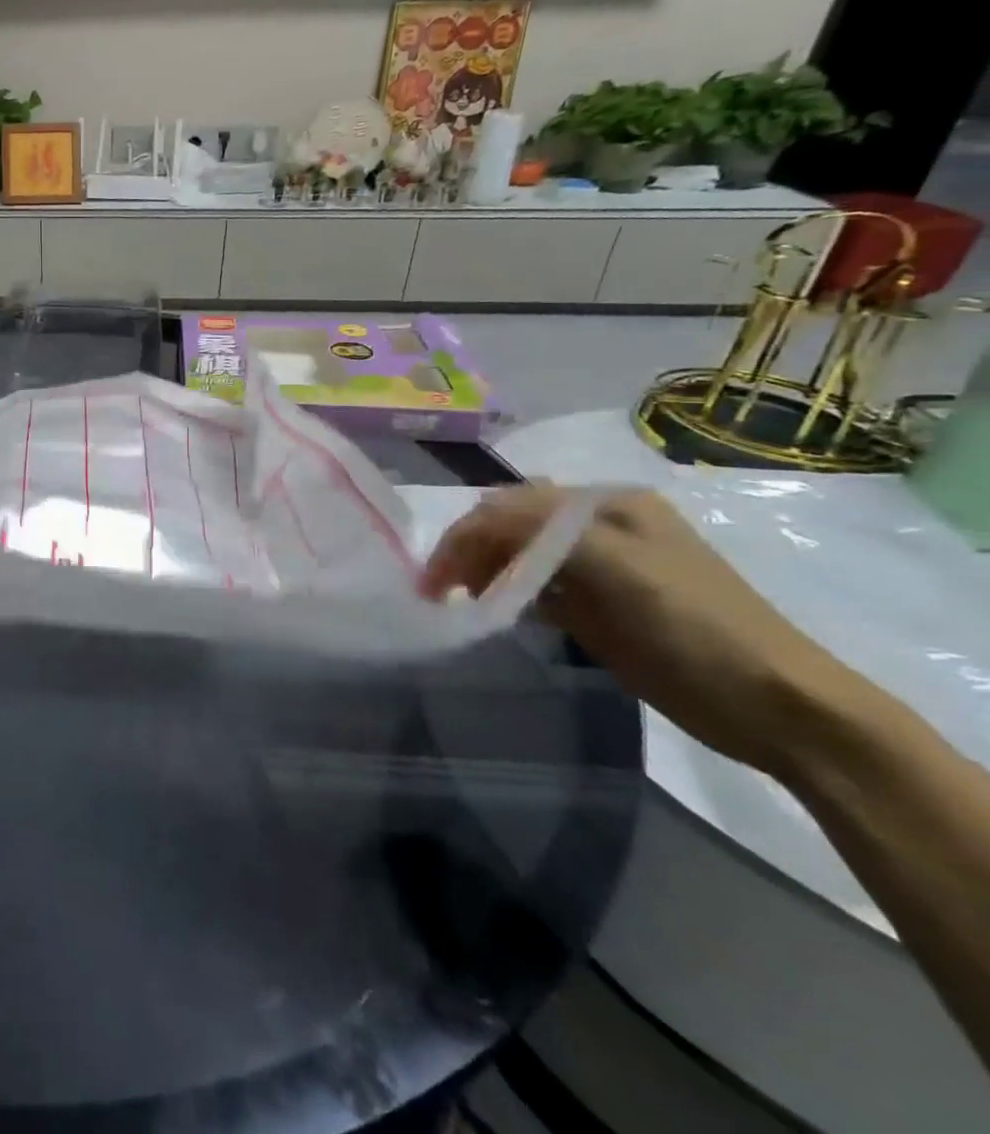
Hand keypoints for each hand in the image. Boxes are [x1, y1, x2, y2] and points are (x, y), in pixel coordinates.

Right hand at [423, 485, 848, 775]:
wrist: (776, 705)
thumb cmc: (697, 626)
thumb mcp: (619, 565)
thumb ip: (543, 533)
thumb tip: (473, 527)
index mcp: (606, 504)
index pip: (512, 505)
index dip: (467, 535)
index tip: (434, 579)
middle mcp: (598, 526)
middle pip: (510, 525)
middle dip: (469, 550)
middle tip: (440, 592)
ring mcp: (598, 568)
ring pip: (517, 555)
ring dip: (484, 572)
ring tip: (464, 603)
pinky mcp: (597, 606)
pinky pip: (536, 588)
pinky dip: (508, 595)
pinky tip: (498, 611)